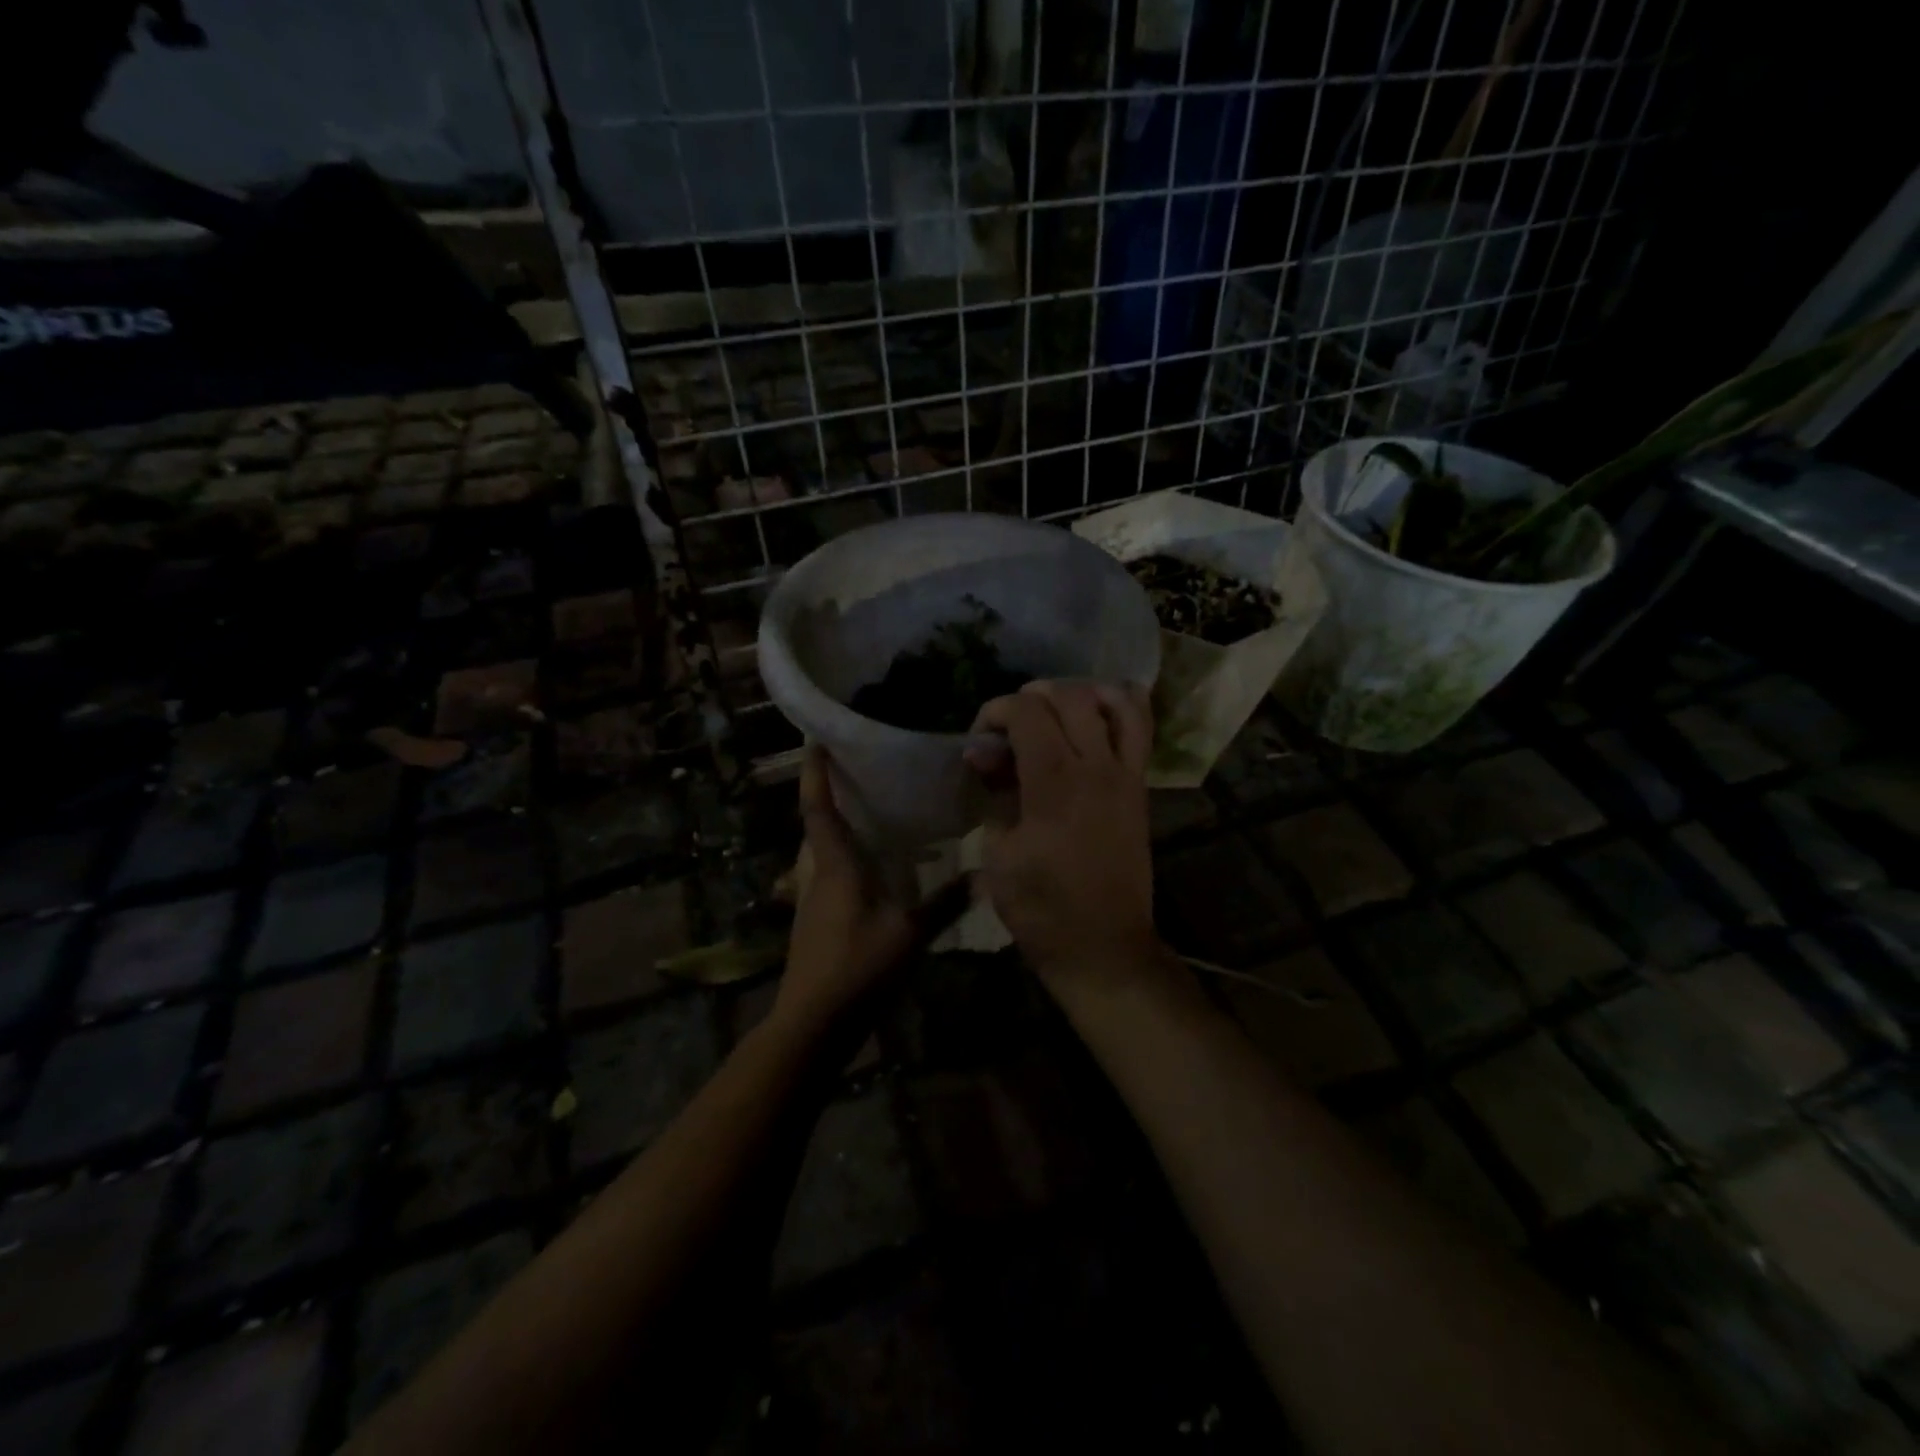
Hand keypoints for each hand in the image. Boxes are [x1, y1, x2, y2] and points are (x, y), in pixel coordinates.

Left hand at [777, 747, 934, 1032]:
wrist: (813, 1023)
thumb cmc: (857, 967)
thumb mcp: (909, 934)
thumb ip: (945, 903)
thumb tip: (982, 874)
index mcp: (835, 866)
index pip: (818, 808)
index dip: (815, 773)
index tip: (815, 739)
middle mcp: (817, 874)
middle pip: (817, 825)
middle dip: (830, 796)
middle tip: (859, 773)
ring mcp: (811, 899)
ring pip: (822, 852)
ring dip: (839, 830)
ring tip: (872, 815)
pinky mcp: (815, 920)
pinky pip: (830, 875)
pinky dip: (848, 860)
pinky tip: (877, 871)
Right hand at [964, 680, 1160, 987]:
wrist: (1103, 947)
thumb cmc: (1041, 909)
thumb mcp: (998, 855)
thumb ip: (995, 794)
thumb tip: (984, 755)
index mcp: (1054, 783)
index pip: (1026, 712)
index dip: (996, 711)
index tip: (981, 740)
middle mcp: (1095, 767)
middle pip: (1068, 697)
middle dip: (1031, 698)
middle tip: (1010, 727)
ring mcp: (1126, 775)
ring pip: (1113, 701)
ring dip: (1079, 693)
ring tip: (1055, 710)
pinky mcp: (1140, 787)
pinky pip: (1140, 730)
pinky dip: (1121, 707)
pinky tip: (1098, 711)